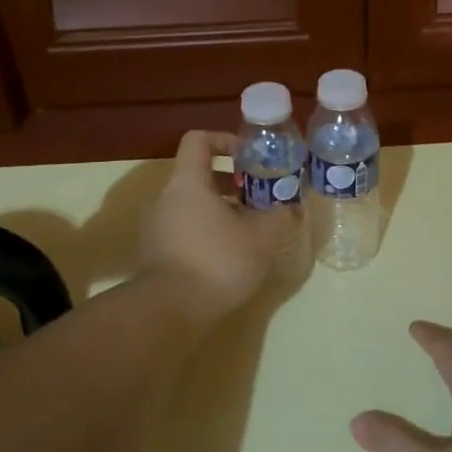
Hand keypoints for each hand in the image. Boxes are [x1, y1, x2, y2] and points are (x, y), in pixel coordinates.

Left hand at [137, 130, 298, 327]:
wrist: (167, 311)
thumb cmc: (215, 261)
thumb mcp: (260, 238)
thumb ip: (279, 217)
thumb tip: (293, 207)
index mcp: (188, 182)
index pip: (199, 140)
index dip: (225, 140)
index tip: (249, 157)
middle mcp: (166, 198)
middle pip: (199, 175)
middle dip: (232, 182)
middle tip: (260, 197)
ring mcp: (158, 227)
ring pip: (193, 205)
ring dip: (222, 210)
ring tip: (251, 229)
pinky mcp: (157, 253)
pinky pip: (186, 229)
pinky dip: (209, 233)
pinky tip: (231, 256)